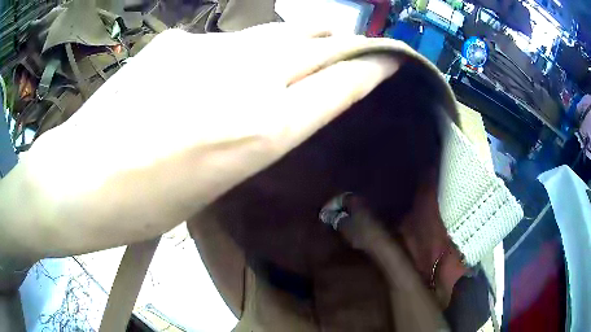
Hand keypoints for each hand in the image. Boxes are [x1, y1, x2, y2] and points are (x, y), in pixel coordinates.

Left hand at [1, 23, 399, 257]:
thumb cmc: (140, 205)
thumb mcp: (213, 184)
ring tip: (304, 48)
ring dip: (295, 40)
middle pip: (312, 44)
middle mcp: (242, 81)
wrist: (77, 179)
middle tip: (357, 44)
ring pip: (271, 35)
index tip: (391, 60)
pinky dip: (234, 53)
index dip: (370, 70)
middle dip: (342, 42)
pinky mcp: (174, 42)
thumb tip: (270, 97)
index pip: (338, 87)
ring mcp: (205, 51)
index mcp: (257, 133)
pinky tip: (213, 72)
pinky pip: (221, 43)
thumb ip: (252, 133)